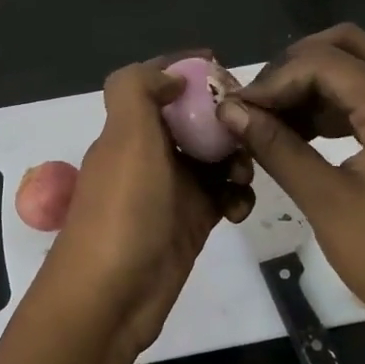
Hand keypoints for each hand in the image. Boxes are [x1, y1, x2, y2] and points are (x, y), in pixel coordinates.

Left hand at [42, 54, 254, 358]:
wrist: (111, 297)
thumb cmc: (122, 210)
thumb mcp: (125, 137)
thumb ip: (138, 90)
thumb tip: (171, 76)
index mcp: (130, 129)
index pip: (159, 84)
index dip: (187, 70)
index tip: (224, 66)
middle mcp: (150, 154)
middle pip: (195, 119)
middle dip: (225, 118)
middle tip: (253, 125)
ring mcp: (171, 190)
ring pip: (214, 157)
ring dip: (236, 158)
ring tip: (244, 175)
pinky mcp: (191, 222)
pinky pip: (222, 196)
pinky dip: (236, 196)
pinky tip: (240, 208)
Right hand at [218, 25, 364, 363]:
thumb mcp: (326, 201)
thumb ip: (277, 147)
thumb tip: (230, 111)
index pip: (323, 62)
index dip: (274, 80)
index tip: (237, 110)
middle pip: (346, 46)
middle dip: (295, 66)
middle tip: (258, 102)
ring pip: (357, 68)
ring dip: (311, 84)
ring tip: (269, 119)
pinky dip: (331, 104)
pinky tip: (299, 132)